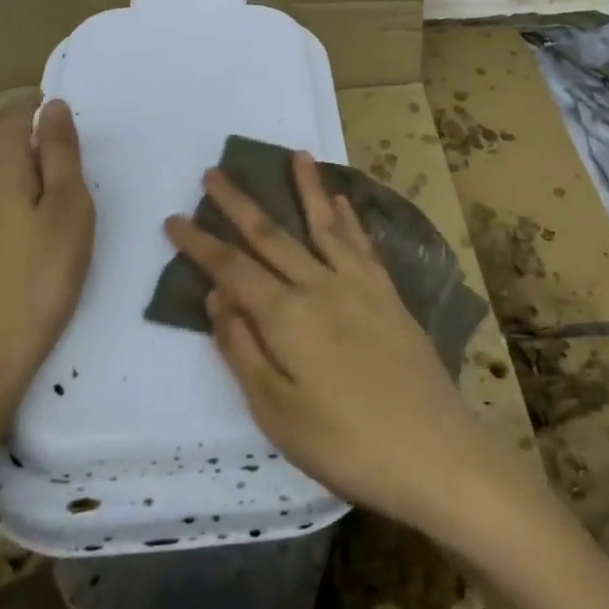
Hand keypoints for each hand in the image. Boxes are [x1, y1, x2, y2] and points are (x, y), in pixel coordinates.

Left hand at [0, 98, 94, 405]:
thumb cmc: (39, 280)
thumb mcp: (68, 211)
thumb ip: (60, 155)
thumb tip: (52, 107)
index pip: (10, 119)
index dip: (33, 109)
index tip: (61, 118)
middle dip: (28, 148)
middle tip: (68, 174)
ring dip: (14, 181)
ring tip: (49, 211)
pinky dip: (2, 209)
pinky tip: (20, 243)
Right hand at [164, 152, 493, 533]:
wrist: (434, 453)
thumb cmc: (346, 444)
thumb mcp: (277, 412)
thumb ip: (243, 350)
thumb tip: (217, 297)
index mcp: (286, 316)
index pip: (231, 268)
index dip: (200, 243)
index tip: (174, 218)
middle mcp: (320, 286)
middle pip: (271, 235)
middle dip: (238, 203)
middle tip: (214, 173)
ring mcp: (359, 286)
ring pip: (323, 225)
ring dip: (305, 188)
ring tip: (295, 155)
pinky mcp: (388, 295)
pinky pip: (361, 244)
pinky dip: (348, 218)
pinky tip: (341, 200)